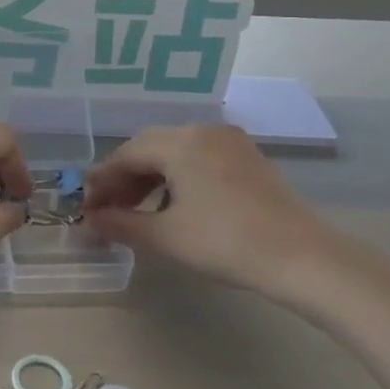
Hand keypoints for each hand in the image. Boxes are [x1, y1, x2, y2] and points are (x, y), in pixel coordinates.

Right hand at [84, 124, 351, 314]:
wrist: (303, 258)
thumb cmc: (226, 243)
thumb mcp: (165, 237)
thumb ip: (120, 224)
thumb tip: (90, 220)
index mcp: (179, 142)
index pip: (125, 154)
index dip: (102, 181)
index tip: (87, 208)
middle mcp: (202, 130)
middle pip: (149, 147)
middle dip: (123, 178)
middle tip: (108, 210)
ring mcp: (229, 142)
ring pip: (175, 152)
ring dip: (149, 178)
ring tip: (137, 210)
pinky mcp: (248, 158)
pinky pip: (199, 158)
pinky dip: (177, 177)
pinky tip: (173, 205)